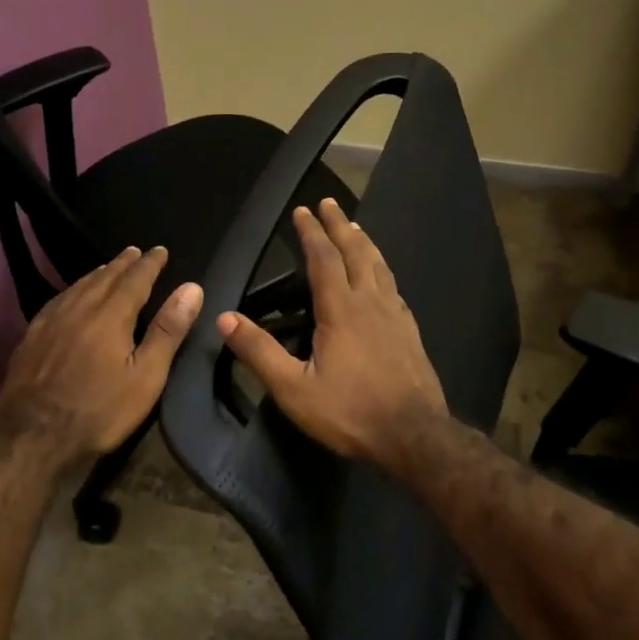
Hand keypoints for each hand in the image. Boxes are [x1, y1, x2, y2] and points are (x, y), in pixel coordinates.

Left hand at [0, 246, 202, 462]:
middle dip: (123, 263)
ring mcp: (51, 321)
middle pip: (105, 277)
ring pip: (79, 286)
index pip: (135, 279)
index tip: (160, 250)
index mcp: (111, 315)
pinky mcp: (32, 336)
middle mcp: (80, 308)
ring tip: (108, 267)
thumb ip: (167, 331)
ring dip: (98, 273)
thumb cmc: (99, 410)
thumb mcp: (146, 376)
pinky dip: (73, 290)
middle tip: (135, 251)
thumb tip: (191, 288)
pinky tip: (71, 296)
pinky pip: (58, 300)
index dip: (150, 264)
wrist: (32, 435)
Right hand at [216, 198, 447, 462]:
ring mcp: (395, 315)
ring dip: (364, 242)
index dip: (311, 233)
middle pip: (355, 253)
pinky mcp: (410, 331)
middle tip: (329, 202)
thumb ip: (259, 352)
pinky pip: (393, 286)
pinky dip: (382, 269)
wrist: (414, 436)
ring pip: (379, 266)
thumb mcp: (294, 389)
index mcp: (341, 310)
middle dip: (340, 225)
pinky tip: (381, 276)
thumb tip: (224, 318)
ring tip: (355, 227)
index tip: (302, 210)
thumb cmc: (350, 412)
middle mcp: (370, 303)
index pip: (324, 259)